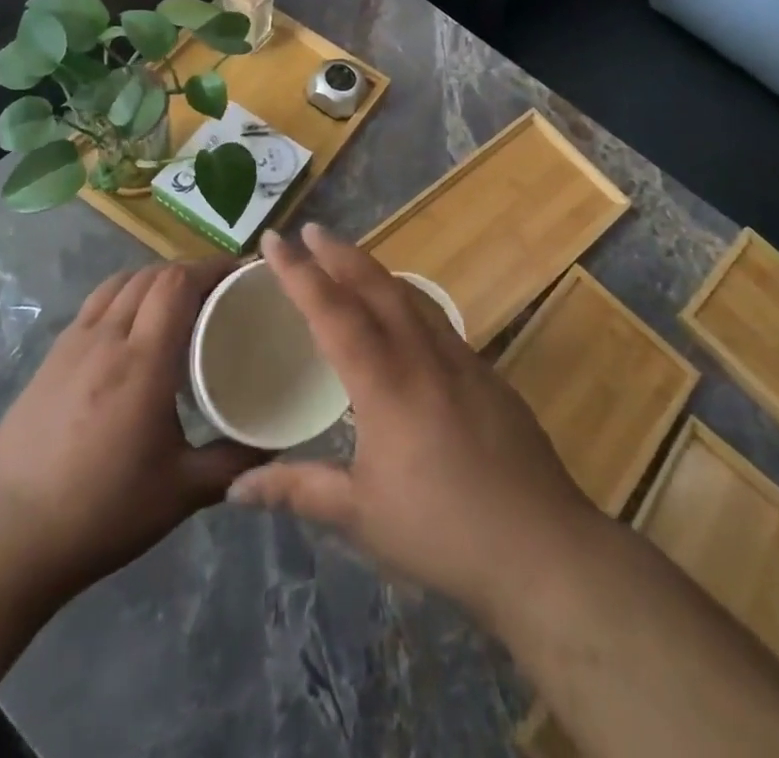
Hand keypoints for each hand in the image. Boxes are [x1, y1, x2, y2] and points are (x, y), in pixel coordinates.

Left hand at [0, 259, 264, 602]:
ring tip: (177, 301)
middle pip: (151, 274)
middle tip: (218, 290)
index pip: (178, 282)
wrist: (7, 542)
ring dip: (154, 278)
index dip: (211, 266)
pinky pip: (94, 305)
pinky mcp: (48, 359)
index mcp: (143, 361)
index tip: (240, 272)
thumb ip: (234, 463)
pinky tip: (131, 329)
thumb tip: (275, 446)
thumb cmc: (102, 513)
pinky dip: (124, 296)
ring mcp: (71, 345)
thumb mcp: (181, 493)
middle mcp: (106, 338)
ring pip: (119, 283)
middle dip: (189, 270)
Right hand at [228, 225, 603, 624]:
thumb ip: (297, 490)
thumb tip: (236, 488)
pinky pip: (438, 319)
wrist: (542, 546)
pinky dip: (409, 300)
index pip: (332, 311)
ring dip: (376, 271)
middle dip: (340, 253)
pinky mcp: (487, 373)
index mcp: (384, 383)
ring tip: (352, 260)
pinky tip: (406, 316)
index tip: (274, 239)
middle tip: (311, 231)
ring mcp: (461, 359)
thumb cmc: (441, 531)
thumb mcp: (360, 516)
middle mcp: (422, 355)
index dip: (298, 272)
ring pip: (411, 296)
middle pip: (376, 286)